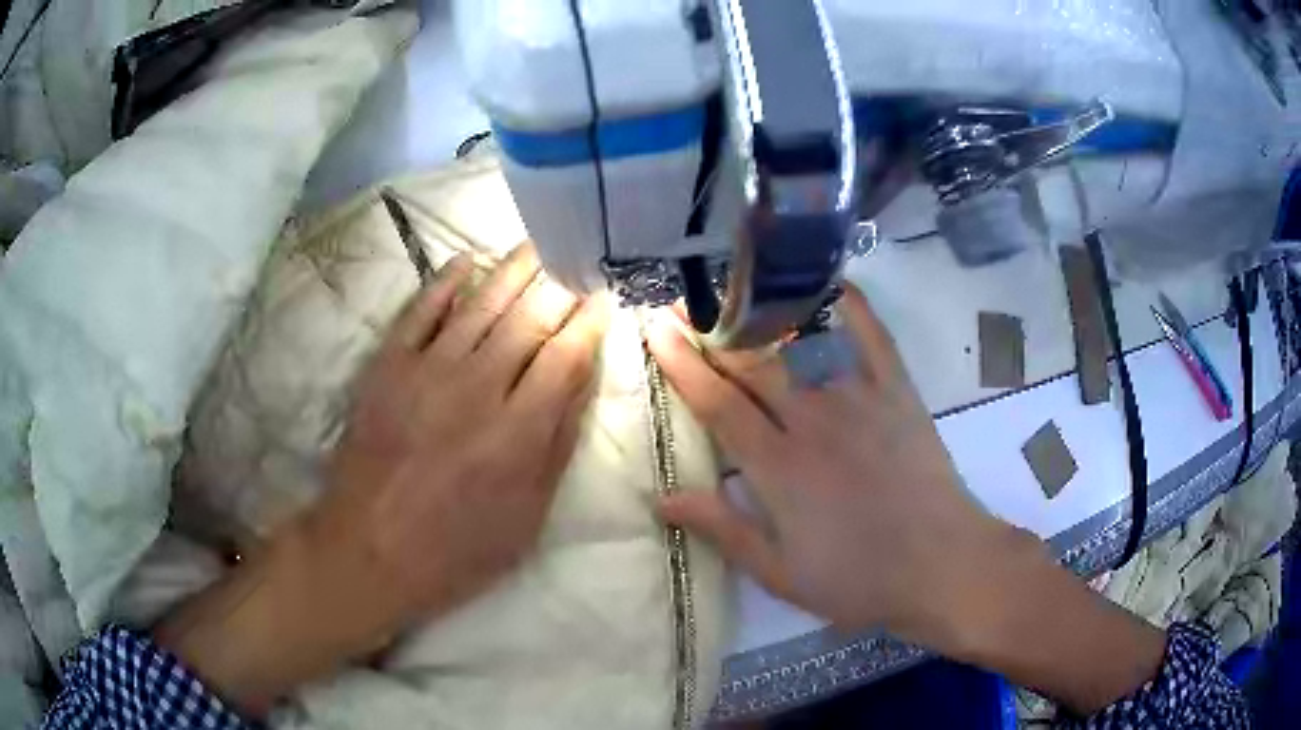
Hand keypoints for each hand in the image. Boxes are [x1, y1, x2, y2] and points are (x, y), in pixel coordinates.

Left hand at [157, 245, 605, 714]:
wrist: (368, 550)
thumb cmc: (455, 549)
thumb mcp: (526, 518)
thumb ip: (557, 446)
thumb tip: (582, 381)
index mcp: (517, 432)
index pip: (565, 355)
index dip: (589, 321)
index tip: (604, 296)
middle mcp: (476, 388)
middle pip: (527, 318)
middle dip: (557, 284)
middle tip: (575, 255)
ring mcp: (426, 371)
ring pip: (479, 304)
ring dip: (511, 269)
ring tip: (536, 244)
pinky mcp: (387, 367)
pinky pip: (418, 310)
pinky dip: (443, 282)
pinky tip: (466, 260)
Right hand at [648, 284, 1020, 640]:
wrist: (941, 566)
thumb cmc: (857, 579)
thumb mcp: (779, 573)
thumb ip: (722, 529)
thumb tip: (663, 496)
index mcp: (778, 467)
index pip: (718, 403)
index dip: (682, 363)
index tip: (656, 328)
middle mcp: (813, 421)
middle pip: (752, 362)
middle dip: (711, 329)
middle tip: (683, 303)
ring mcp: (860, 399)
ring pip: (803, 342)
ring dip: (763, 312)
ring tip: (735, 291)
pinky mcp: (898, 391)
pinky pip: (871, 335)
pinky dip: (849, 304)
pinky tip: (828, 281)